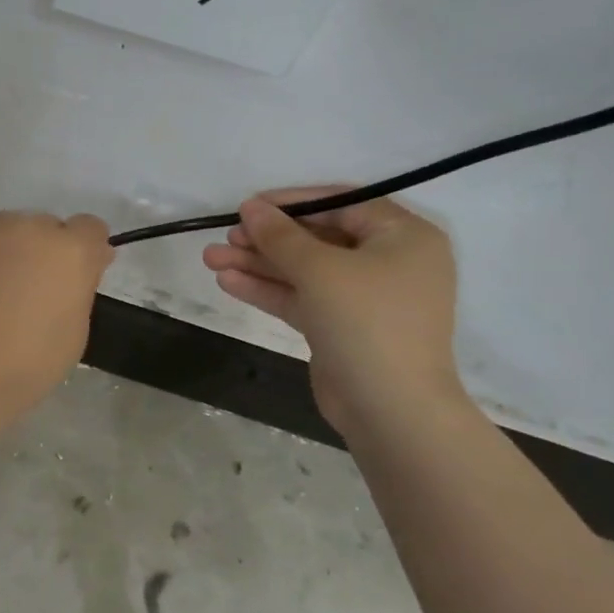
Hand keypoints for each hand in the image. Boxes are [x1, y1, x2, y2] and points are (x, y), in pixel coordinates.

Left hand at [0, 211, 114, 413]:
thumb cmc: (28, 362)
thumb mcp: (75, 330)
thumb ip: (79, 287)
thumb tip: (81, 267)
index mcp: (69, 249)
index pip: (90, 228)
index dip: (85, 252)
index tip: (76, 278)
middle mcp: (28, 227)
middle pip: (44, 228)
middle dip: (43, 252)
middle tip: (29, 293)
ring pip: (5, 233)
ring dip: (6, 254)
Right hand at [202, 187, 461, 432]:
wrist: (391, 410)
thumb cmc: (366, 322)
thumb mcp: (319, 270)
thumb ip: (280, 235)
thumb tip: (250, 206)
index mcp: (402, 236)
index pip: (341, 204)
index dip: (291, 202)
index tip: (248, 206)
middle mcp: (388, 262)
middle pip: (318, 238)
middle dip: (267, 239)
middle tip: (225, 237)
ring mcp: (365, 298)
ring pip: (305, 271)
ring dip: (259, 264)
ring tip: (210, 259)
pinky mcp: (343, 327)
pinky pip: (303, 298)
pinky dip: (269, 289)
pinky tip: (228, 282)